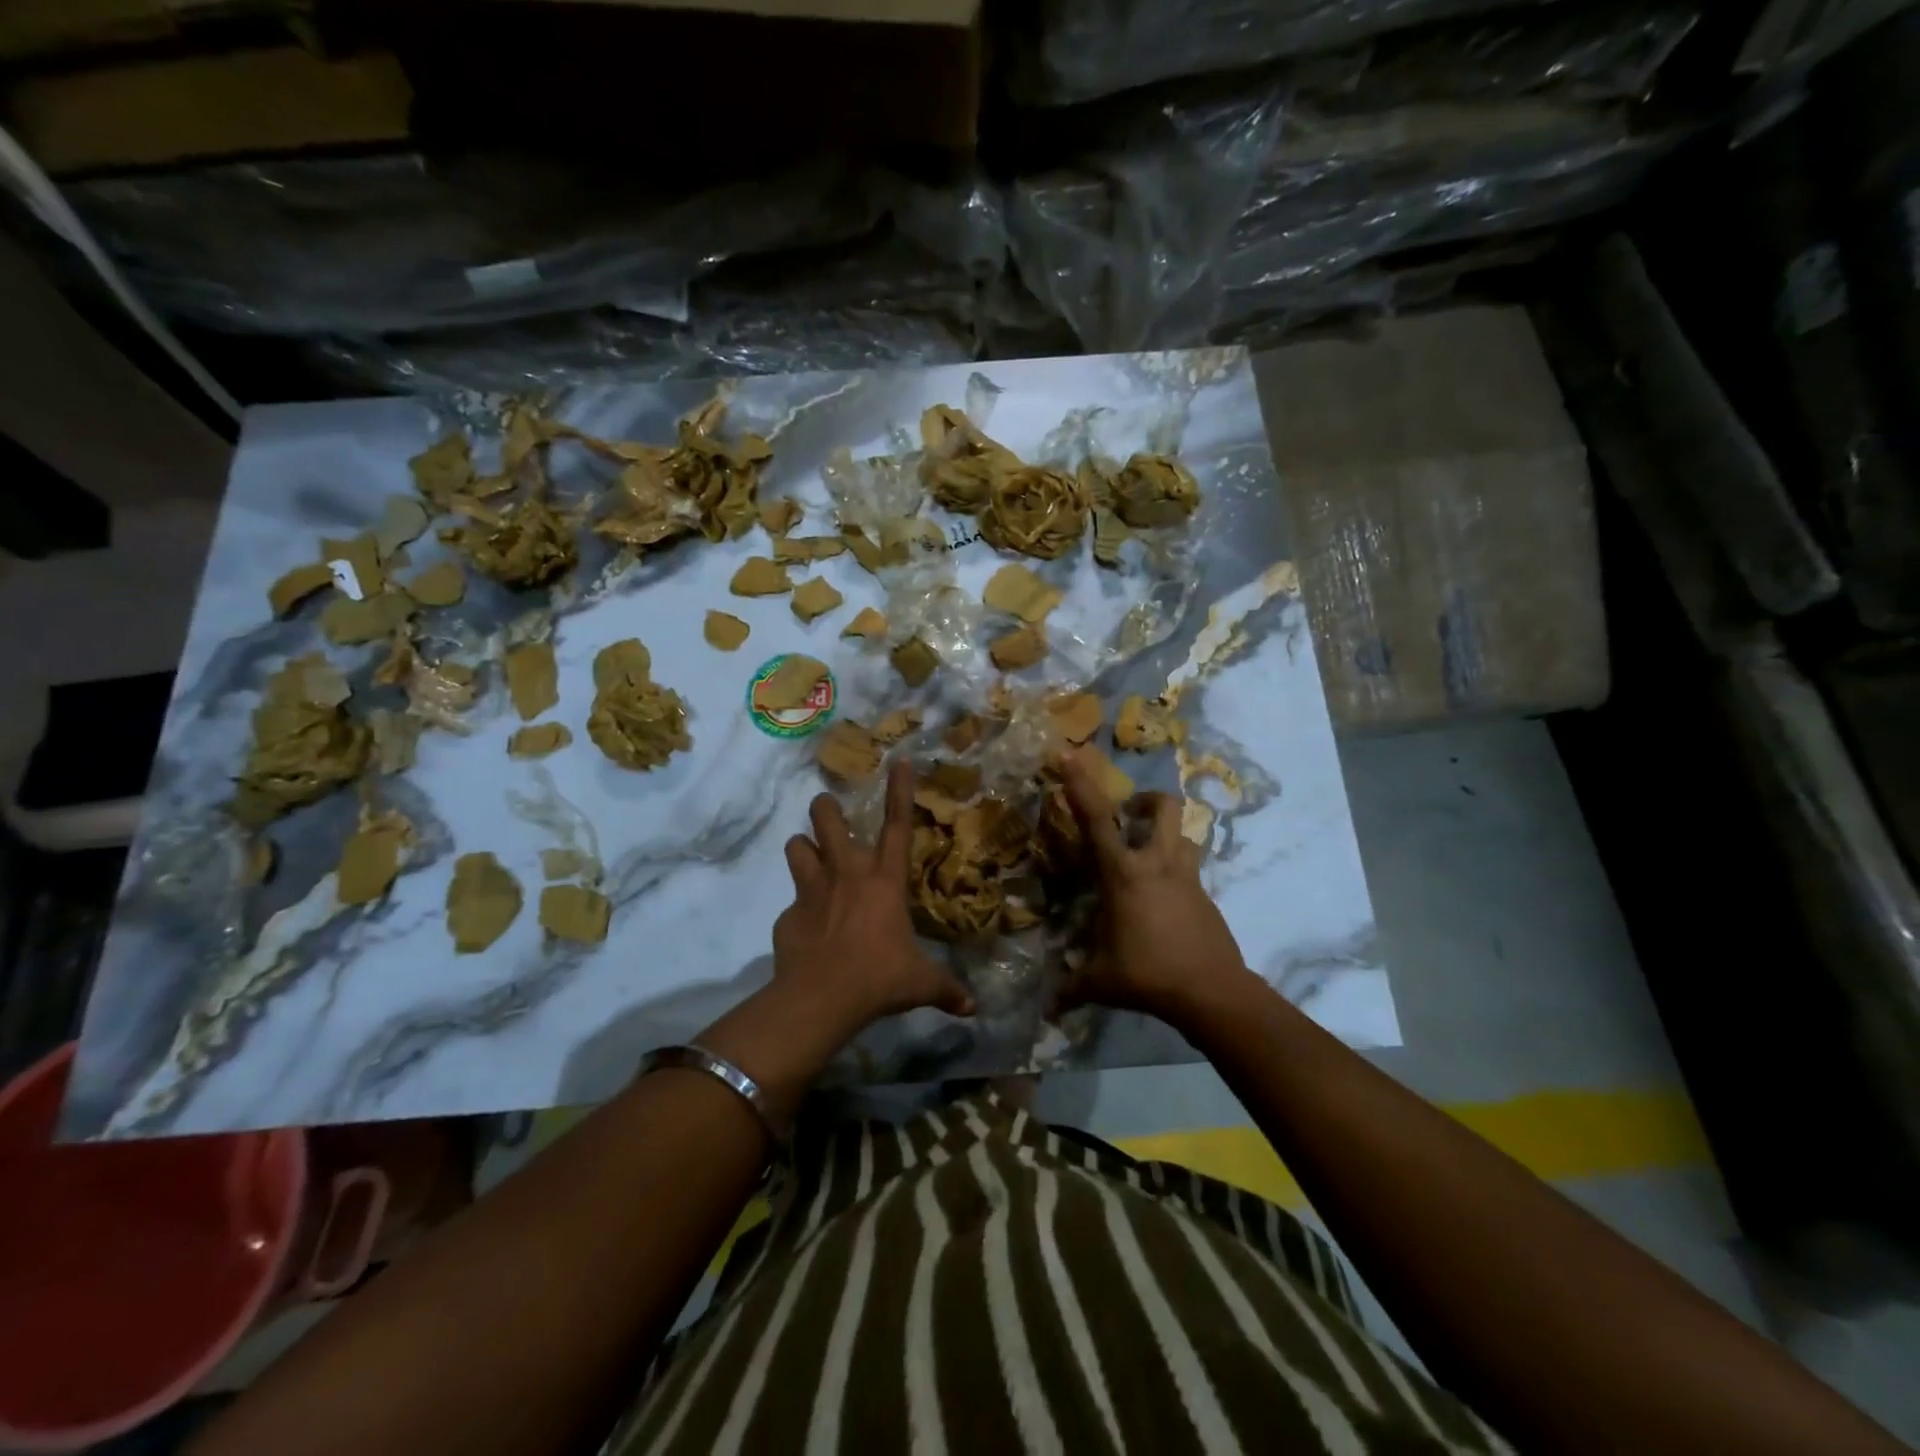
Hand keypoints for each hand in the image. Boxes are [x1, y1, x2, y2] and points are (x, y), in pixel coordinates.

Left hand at [773, 759, 974, 1035]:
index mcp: (884, 881)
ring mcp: (812, 890)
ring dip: (803, 847)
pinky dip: (798, 908)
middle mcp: (846, 874)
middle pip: (827, 818)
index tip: (899, 760)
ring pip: (797, 846)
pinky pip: (791, 900)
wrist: (821, 998)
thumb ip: (946, 989)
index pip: (897, 825)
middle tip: (828, 812)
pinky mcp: (787, 913)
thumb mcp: (920, 983)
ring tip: (808, 856)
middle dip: (826, 808)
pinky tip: (805, 927)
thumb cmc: (879, 978)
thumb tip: (972, 1009)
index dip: (900, 790)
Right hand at [1058, 750, 1253, 1027]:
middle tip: (1130, 815)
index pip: (1098, 819)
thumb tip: (1047, 1009)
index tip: (1069, 754)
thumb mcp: (1102, 982)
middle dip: (1147, 800)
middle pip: (1164, 808)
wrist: (1214, 993)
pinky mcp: (1206, 897)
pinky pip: (1191, 870)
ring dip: (1166, 835)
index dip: (1080, 784)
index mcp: (1124, 874)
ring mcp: (1188, 878)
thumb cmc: (1150, 975)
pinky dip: (1175, 874)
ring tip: (1147, 857)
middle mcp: (1158, 865)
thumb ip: (1072, 988)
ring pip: (1185, 836)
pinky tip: (1163, 904)